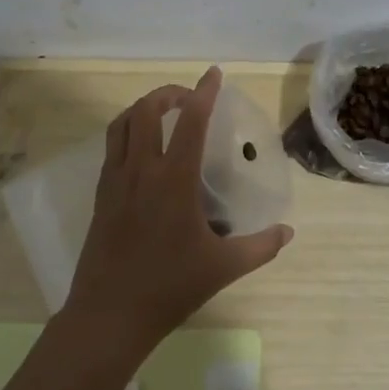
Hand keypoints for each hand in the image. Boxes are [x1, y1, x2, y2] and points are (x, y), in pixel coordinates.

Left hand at [64, 67, 293, 355]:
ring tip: (163, 112)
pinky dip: (127, 130)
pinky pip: (111, 146)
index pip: (190, 121)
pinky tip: (142, 149)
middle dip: (168, 94)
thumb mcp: (223, 268)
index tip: (214, 74)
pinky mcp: (100, 194)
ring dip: (142, 108)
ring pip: (122, 123)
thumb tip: (288, 232)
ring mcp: (115, 180)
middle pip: (146, 110)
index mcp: (173, 180)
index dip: (204, 92)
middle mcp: (141, 170)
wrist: (109, 315)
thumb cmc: (169, 287)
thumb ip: (260, 246)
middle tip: (189, 98)